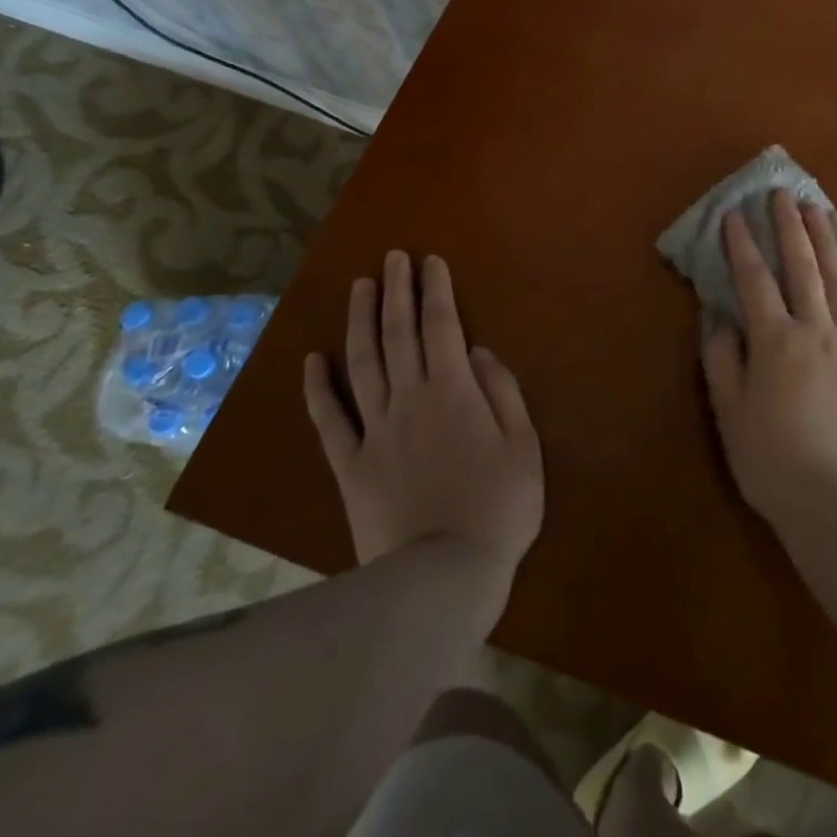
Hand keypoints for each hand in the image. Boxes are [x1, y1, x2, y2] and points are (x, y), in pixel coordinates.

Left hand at [303, 251, 543, 578]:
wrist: (443, 578)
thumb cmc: (498, 509)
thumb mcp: (523, 447)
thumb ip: (503, 392)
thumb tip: (481, 351)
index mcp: (454, 392)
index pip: (441, 326)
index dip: (435, 290)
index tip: (429, 261)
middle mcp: (410, 399)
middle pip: (398, 334)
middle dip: (396, 291)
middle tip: (391, 258)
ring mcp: (375, 431)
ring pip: (362, 364)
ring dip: (360, 322)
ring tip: (358, 287)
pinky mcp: (350, 466)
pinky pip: (330, 421)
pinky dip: (318, 389)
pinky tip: (312, 360)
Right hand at [701, 188, 836, 531]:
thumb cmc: (773, 462)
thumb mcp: (730, 413)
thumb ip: (722, 359)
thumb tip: (718, 316)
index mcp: (775, 341)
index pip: (754, 280)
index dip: (741, 245)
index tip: (733, 214)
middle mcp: (816, 331)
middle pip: (802, 268)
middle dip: (790, 227)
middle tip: (783, 193)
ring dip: (828, 243)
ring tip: (820, 211)